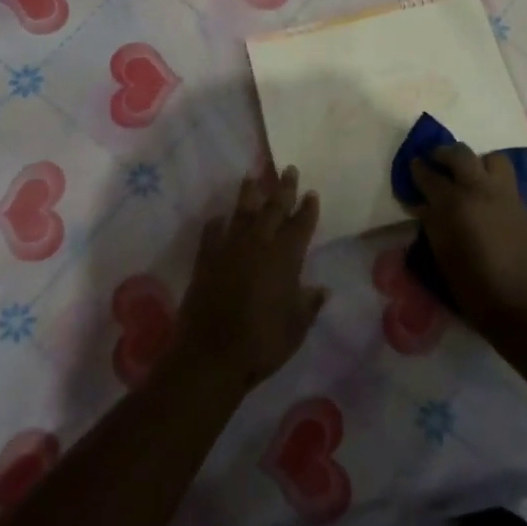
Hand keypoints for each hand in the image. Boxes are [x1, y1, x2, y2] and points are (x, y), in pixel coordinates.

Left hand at [177, 166, 326, 392]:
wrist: (211, 356)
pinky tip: (220, 217)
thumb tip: (320, 289)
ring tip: (252, 177)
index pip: (300, 225)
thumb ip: (308, 304)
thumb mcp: (295, 328)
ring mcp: (229, 249)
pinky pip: (213, 232)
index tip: (311, 193)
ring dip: (250, 194)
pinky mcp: (206, 259)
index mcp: (285, 259)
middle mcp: (258, 245)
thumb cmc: (262, 344)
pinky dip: (218, 223)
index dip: (307, 209)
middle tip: (288, 169)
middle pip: (273, 209)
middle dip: (282, 188)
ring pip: (242, 212)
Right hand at [409, 143, 526, 340]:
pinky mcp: (523, 205)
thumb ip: (432, 222)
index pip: (429, 175)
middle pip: (459, 153)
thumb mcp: (442, 255)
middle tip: (436, 162)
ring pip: (492, 158)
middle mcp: (480, 190)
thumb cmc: (474, 287)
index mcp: (454, 204)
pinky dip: (493, 180)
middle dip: (443, 153)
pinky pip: (506, 180)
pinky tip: (487, 198)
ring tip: (469, 176)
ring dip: (477, 162)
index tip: (413, 166)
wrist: (524, 305)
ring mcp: (505, 195)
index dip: (418, 169)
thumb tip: (424, 204)